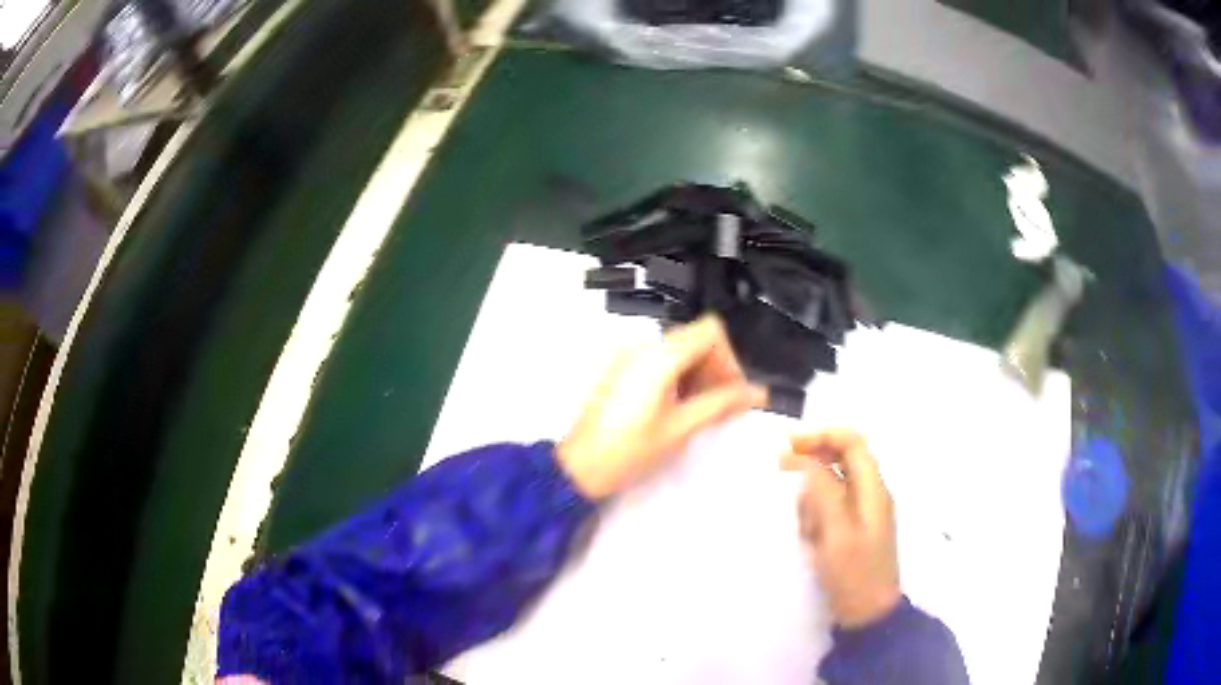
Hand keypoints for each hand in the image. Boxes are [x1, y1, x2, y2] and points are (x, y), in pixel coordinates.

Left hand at [558, 316, 766, 499]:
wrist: (579, 468)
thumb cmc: (630, 450)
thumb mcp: (681, 428)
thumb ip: (721, 403)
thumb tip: (759, 392)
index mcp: (660, 356)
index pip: (711, 331)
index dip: (729, 358)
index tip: (731, 391)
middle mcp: (643, 347)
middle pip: (695, 339)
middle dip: (715, 368)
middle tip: (721, 406)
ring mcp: (629, 357)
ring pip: (679, 351)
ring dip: (698, 375)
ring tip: (700, 413)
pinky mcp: (621, 371)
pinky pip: (660, 362)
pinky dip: (678, 379)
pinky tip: (678, 410)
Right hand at [782, 429, 899, 627]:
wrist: (868, 615)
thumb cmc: (854, 575)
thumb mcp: (836, 533)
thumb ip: (824, 492)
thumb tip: (808, 460)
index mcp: (873, 490)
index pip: (852, 442)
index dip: (822, 436)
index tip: (789, 445)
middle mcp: (872, 494)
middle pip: (843, 459)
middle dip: (813, 463)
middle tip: (782, 470)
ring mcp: (864, 513)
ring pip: (834, 485)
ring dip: (813, 495)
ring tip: (803, 524)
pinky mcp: (854, 531)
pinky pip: (832, 509)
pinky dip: (817, 514)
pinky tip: (809, 537)